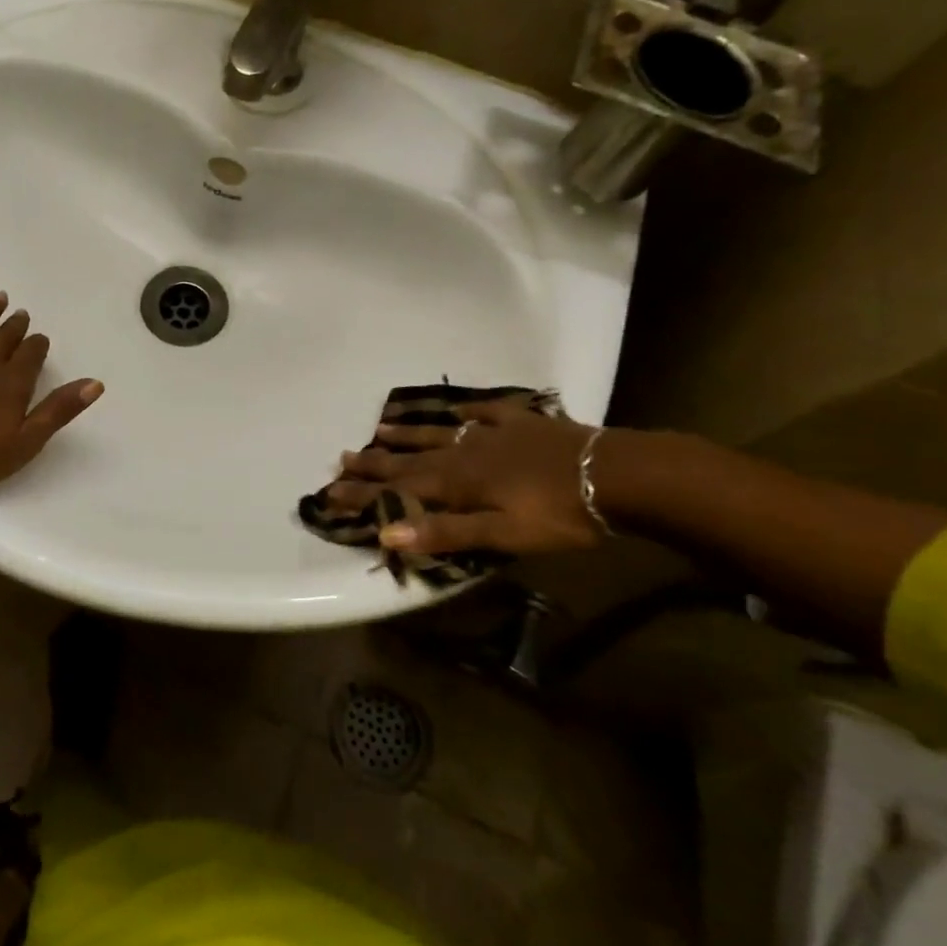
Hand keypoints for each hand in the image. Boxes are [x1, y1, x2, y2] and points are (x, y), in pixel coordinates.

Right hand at [324, 395, 604, 557]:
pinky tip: (456, 411)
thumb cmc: (559, 514)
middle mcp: (464, 453)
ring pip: (439, 433)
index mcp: (458, 482)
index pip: (399, 488)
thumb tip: (387, 531)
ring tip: (380, 429)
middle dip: (375, 462)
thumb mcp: (502, 534)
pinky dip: (464, 413)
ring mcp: (491, 433)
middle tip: (342, 458)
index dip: (364, 492)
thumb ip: (446, 532)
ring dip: (408, 434)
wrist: (615, 474)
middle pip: (411, 459)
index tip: (330, 491)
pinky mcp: (520, 423)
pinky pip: (483, 414)